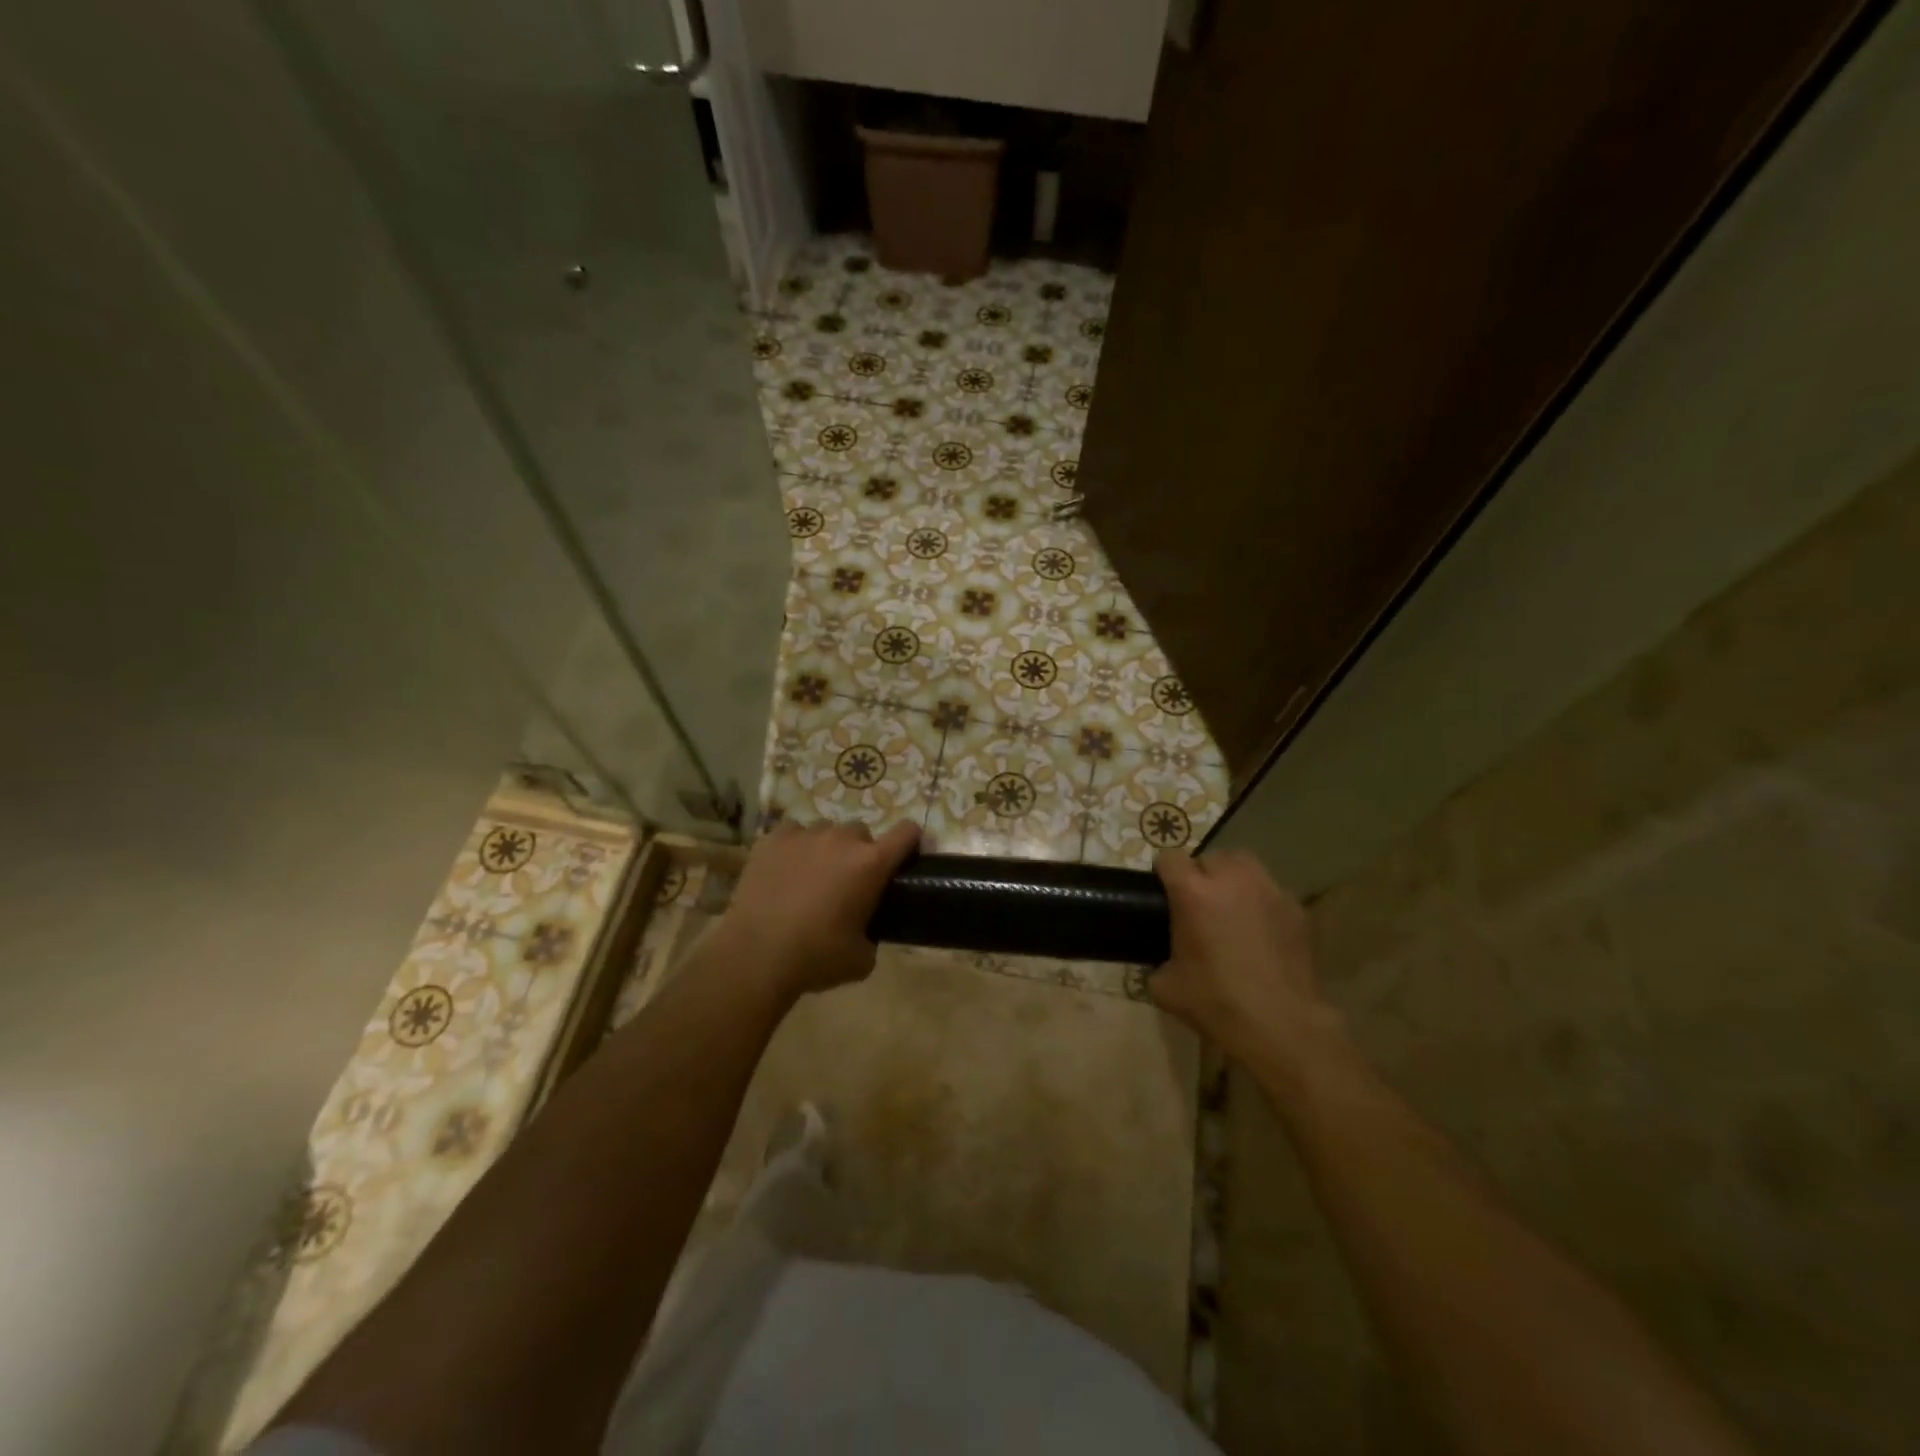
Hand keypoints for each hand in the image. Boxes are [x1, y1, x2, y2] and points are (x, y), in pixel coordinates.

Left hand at [717, 819, 920, 1004]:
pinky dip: (795, 848)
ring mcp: (805, 835)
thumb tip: (866, 929)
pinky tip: (784, 873)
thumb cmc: (816, 958)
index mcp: (871, 864)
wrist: (756, 956)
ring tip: (811, 877)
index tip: (905, 858)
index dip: (910, 842)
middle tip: (847, 882)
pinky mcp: (772, 839)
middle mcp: (842, 839)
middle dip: (860, 853)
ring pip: (826, 831)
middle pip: (862, 832)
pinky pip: (793, 834)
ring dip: (827, 849)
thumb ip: (873, 933)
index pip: (907, 832)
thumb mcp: (862, 958)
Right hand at [1149, 849, 1340, 1063]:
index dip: (1163, 873)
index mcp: (1193, 892)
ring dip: (1232, 878)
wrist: (1281, 1025)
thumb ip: (1156, 961)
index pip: (1169, 858)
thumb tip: (1160, 960)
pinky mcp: (1296, 908)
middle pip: (1209, 857)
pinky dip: (1260, 901)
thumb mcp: (1165, 987)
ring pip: (1244, 865)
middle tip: (1198, 905)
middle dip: (1200, 875)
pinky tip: (1260, 930)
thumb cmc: (1217, 1003)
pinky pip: (1270, 891)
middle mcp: (1231, 879)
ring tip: (1230, 907)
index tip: (1163, 893)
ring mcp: (1268, 890)